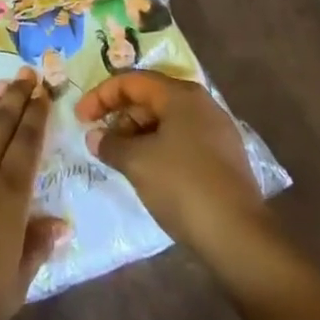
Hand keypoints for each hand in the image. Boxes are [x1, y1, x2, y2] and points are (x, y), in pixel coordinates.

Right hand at [75, 71, 263, 253]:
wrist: (239, 237)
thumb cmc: (183, 186)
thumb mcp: (137, 163)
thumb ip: (111, 144)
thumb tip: (95, 137)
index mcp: (181, 94)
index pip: (131, 81)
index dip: (101, 96)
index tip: (80, 118)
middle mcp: (201, 104)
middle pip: (150, 98)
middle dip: (120, 116)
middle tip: (100, 141)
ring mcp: (216, 130)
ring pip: (166, 120)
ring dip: (138, 134)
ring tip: (120, 159)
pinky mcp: (223, 157)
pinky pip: (181, 140)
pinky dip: (158, 148)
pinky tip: (147, 171)